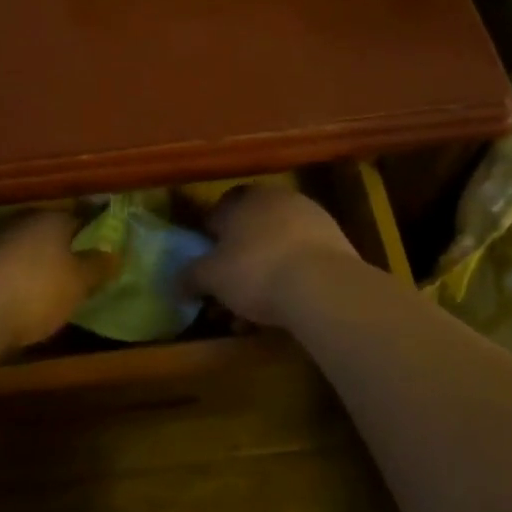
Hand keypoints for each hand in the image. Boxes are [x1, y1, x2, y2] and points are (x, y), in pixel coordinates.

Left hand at [0, 212, 115, 351]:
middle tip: (81, 268)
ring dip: (38, 263)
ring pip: (26, 248)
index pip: (81, 217)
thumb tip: (115, 253)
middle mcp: (22, 222)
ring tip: (53, 286)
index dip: (95, 231)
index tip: (106, 246)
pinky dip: (17, 278)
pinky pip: (6, 269)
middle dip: (64, 247)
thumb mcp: (78, 283)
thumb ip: (97, 267)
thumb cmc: (36, 289)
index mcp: (51, 219)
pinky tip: (23, 297)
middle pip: (50, 232)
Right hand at [185, 185, 359, 326]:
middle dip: (238, 260)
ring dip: (264, 273)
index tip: (206, 265)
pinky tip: (284, 309)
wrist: (324, 286)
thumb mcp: (211, 277)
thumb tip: (174, 282)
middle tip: (229, 291)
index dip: (210, 239)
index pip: (219, 211)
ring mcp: (312, 218)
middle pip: (250, 229)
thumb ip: (190, 276)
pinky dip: (291, 279)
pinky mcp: (337, 242)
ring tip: (255, 312)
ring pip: (277, 246)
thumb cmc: (256, 271)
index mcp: (245, 198)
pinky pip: (303, 260)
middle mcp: (278, 199)